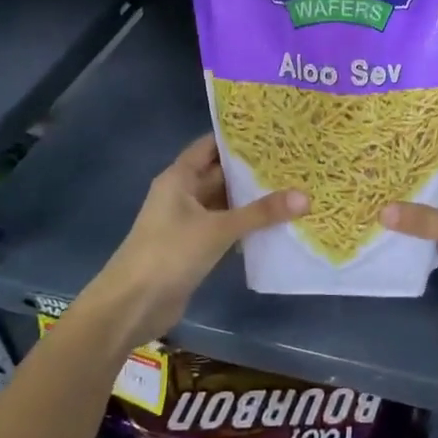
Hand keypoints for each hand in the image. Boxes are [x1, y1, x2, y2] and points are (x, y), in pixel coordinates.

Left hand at [87, 135, 305, 343]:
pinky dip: (247, 224)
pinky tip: (276, 223)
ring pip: (225, 202)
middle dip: (253, 169)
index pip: (210, 146)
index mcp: (179, 178)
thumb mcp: (218, 229)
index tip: (273, 132)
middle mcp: (183, 194)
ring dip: (252, 199)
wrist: (132, 306)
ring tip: (293, 186)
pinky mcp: (195, 247)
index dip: (237, 138)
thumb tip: (305, 196)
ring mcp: (188, 222)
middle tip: (294, 160)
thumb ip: (261, 213)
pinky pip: (226, 227)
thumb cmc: (169, 253)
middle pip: (221, 174)